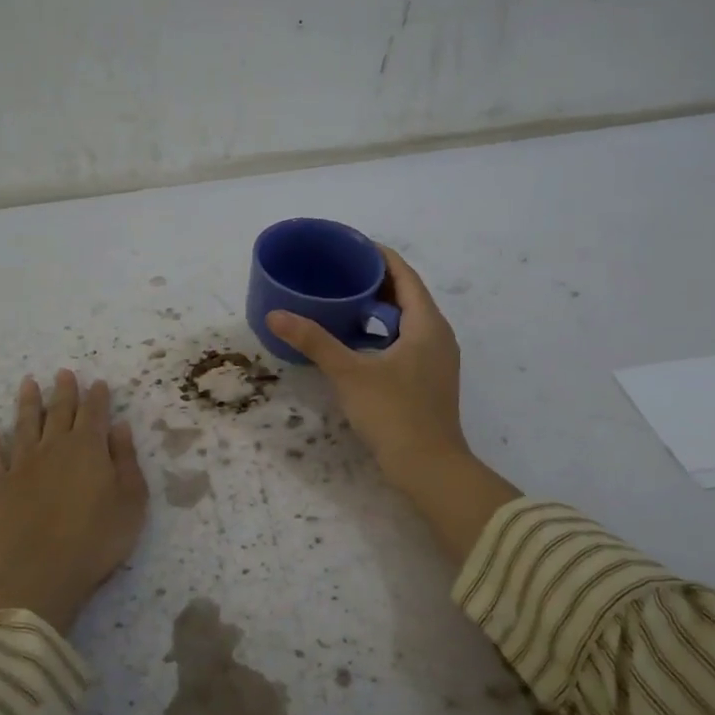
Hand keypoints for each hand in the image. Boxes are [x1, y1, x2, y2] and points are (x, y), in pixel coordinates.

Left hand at [0, 369, 148, 634]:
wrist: (41, 574)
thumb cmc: (97, 539)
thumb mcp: (131, 501)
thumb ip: (126, 460)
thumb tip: (119, 426)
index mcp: (88, 447)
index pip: (94, 413)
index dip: (97, 396)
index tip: (98, 382)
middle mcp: (53, 447)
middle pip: (59, 411)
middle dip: (64, 391)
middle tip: (63, 373)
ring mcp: (21, 465)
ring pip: (25, 424)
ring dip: (28, 402)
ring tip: (28, 383)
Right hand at [267, 248, 469, 485]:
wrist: (429, 468)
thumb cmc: (394, 413)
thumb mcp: (349, 373)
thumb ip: (314, 341)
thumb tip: (276, 315)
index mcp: (426, 324)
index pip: (404, 274)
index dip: (378, 256)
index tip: (348, 246)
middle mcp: (437, 335)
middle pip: (407, 295)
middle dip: (374, 281)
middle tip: (337, 273)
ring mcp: (436, 360)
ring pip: (406, 321)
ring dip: (377, 308)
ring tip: (341, 302)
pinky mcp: (428, 380)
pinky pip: (405, 341)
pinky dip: (381, 333)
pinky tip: (354, 342)